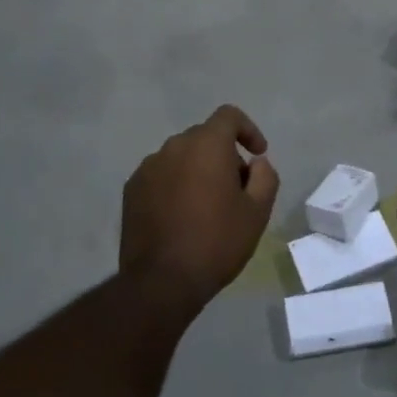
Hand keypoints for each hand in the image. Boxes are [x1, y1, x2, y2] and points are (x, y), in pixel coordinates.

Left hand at [121, 105, 280, 305]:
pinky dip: (175, 185)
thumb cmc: (216, 242)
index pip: (228, 116)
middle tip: (236, 189)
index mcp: (206, 145)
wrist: (161, 280)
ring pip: (181, 157)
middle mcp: (174, 146)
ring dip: (197, 170)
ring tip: (206, 207)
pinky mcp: (131, 188)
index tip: (257, 153)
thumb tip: (256, 162)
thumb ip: (264, 176)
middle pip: (204, 137)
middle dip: (224, 155)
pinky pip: (161, 175)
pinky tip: (180, 216)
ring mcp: (148, 167)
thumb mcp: (257, 212)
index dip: (248, 129)